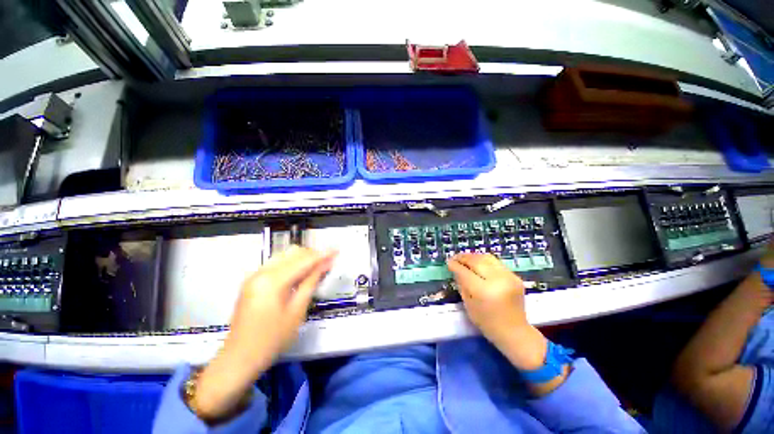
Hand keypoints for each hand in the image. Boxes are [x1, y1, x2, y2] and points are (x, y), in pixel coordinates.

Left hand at [193, 246, 336, 420]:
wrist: (239, 359)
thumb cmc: (272, 339)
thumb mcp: (297, 310)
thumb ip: (311, 282)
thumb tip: (325, 264)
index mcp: (273, 281)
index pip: (304, 260)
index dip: (322, 255)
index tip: (337, 252)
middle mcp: (262, 272)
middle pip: (293, 253)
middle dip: (313, 255)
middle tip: (328, 263)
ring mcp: (254, 275)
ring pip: (285, 256)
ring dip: (303, 259)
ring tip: (317, 267)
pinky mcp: (252, 281)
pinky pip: (276, 264)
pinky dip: (291, 265)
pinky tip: (300, 274)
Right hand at [447, 253, 547, 370]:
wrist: (515, 332)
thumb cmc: (487, 323)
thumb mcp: (468, 304)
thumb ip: (461, 284)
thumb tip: (455, 268)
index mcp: (484, 291)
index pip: (465, 272)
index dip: (455, 265)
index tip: (448, 262)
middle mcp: (497, 281)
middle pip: (477, 261)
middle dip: (464, 257)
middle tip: (455, 258)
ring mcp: (509, 277)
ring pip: (487, 258)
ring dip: (474, 257)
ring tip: (465, 259)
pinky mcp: (515, 276)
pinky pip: (496, 263)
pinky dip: (484, 261)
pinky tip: (478, 264)